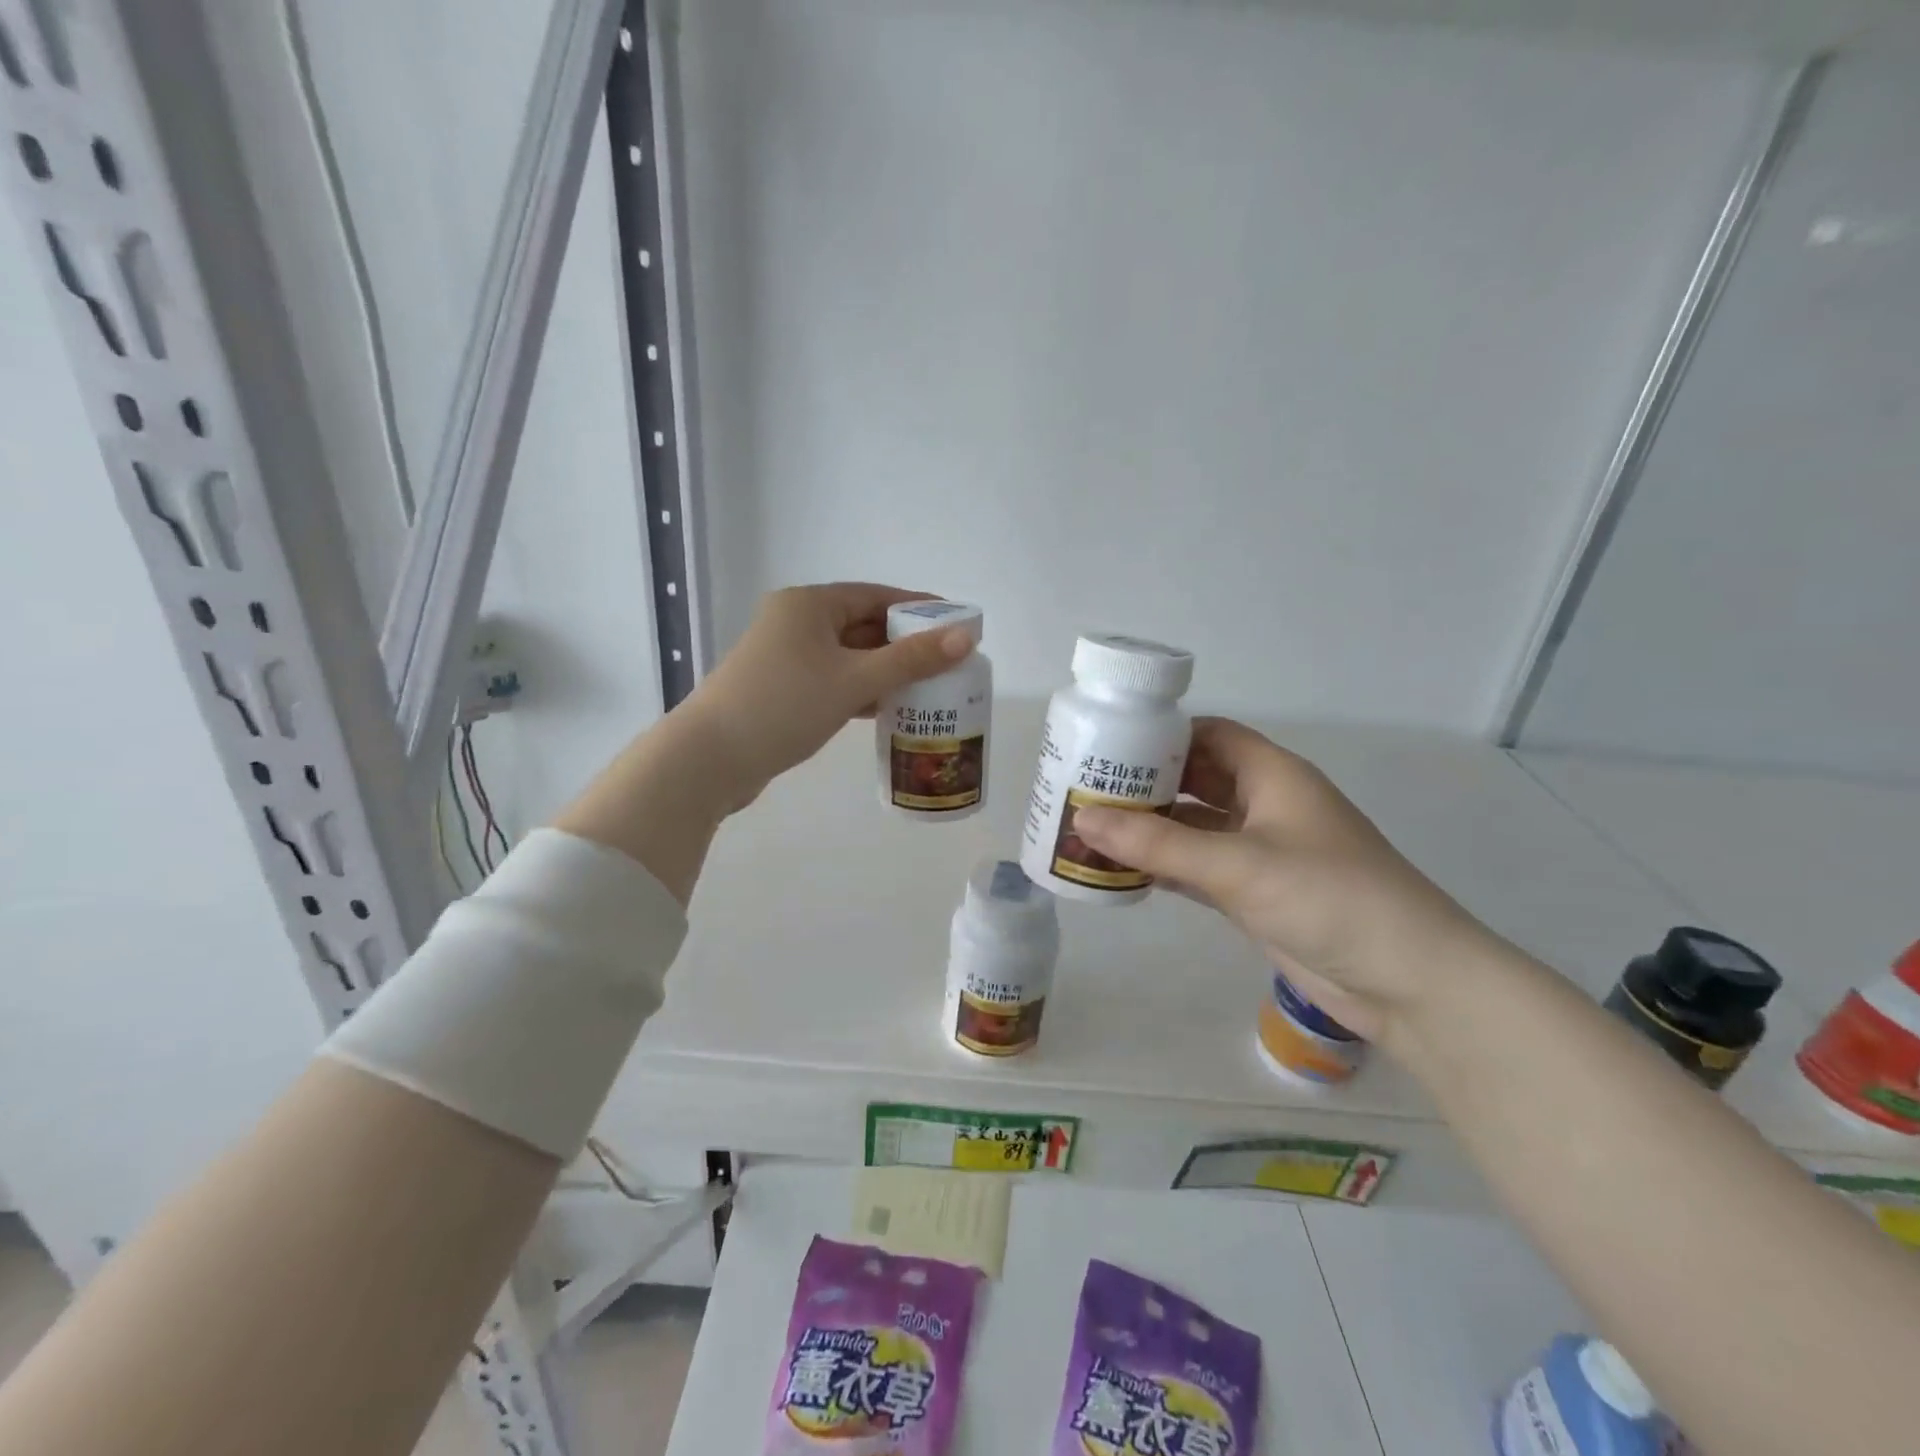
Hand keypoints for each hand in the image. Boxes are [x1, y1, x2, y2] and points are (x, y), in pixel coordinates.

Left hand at [680, 582, 975, 806]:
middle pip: (863, 626)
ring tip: (929, 687)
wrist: (709, 759)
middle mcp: (795, 623)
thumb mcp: (853, 680)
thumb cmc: (784, 706)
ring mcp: (786, 658)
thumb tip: (965, 636)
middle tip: (949, 662)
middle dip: (905, 644)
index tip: (957, 625)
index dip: (919, 609)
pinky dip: (861, 690)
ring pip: (849, 657)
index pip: (876, 596)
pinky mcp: (782, 690)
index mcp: (809, 605)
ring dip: (885, 671)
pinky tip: (889, 708)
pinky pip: (834, 680)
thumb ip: (911, 659)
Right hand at [1070, 718, 1492, 1041]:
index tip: (1107, 743)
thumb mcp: (1238, 865)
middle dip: (1145, 783)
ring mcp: (1260, 852)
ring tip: (1089, 828)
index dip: (1161, 734)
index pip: (1209, 735)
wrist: (1408, 982)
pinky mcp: (1255, 894)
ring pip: (1193, 828)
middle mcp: (1265, 805)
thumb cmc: (1329, 897)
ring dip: (1149, 829)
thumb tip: (1082, 819)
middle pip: (1195, 780)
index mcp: (1272, 775)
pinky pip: (1197, 869)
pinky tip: (1120, 871)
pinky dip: (1163, 868)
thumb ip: (1157, 845)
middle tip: (1084, 789)